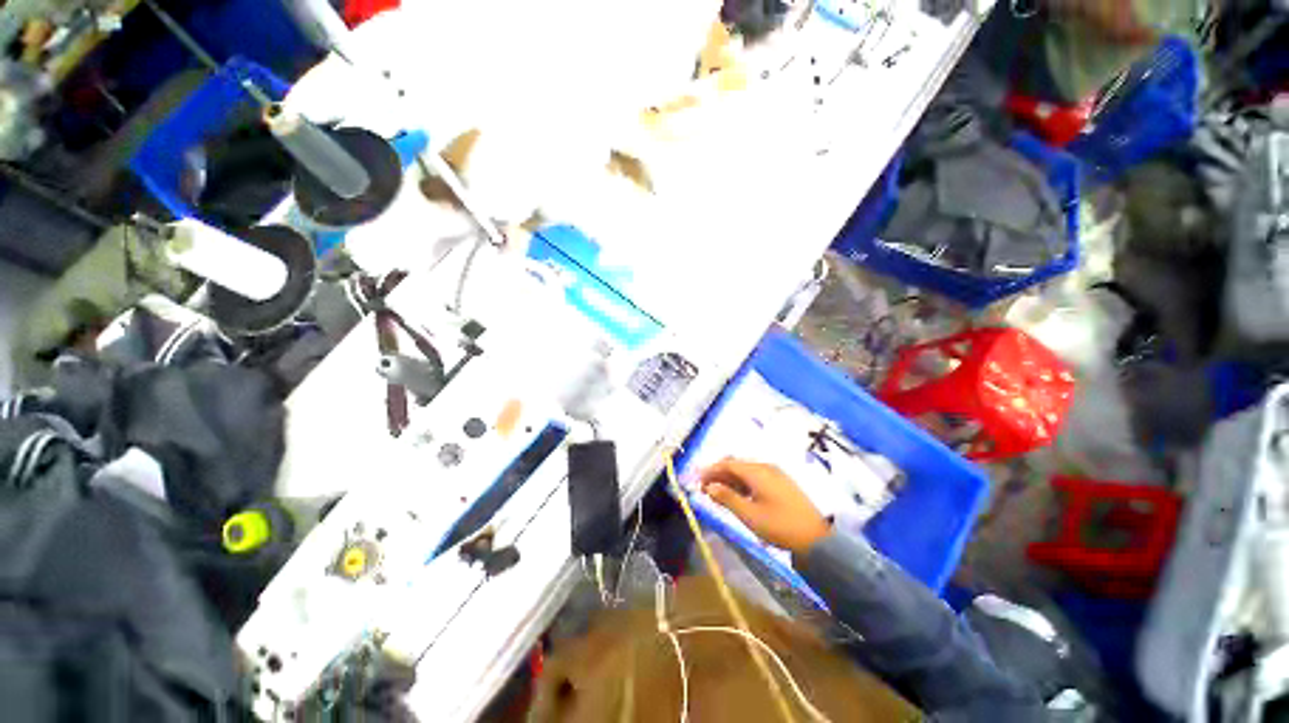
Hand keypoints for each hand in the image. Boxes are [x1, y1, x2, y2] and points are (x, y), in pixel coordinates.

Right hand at [699, 458, 830, 554]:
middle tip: (705, 488)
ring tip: (718, 494)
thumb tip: (710, 487)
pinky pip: (755, 477)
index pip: (728, 464)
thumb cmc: (780, 525)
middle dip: (719, 474)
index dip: (710, 470)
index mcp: (757, 471)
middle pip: (736, 465)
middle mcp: (765, 467)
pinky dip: (742, 484)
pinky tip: (737, 496)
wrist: (816, 538)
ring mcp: (775, 474)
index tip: (697, 480)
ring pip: (745, 471)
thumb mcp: (750, 515)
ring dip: (730, 480)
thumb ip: (727, 498)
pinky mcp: (781, 483)